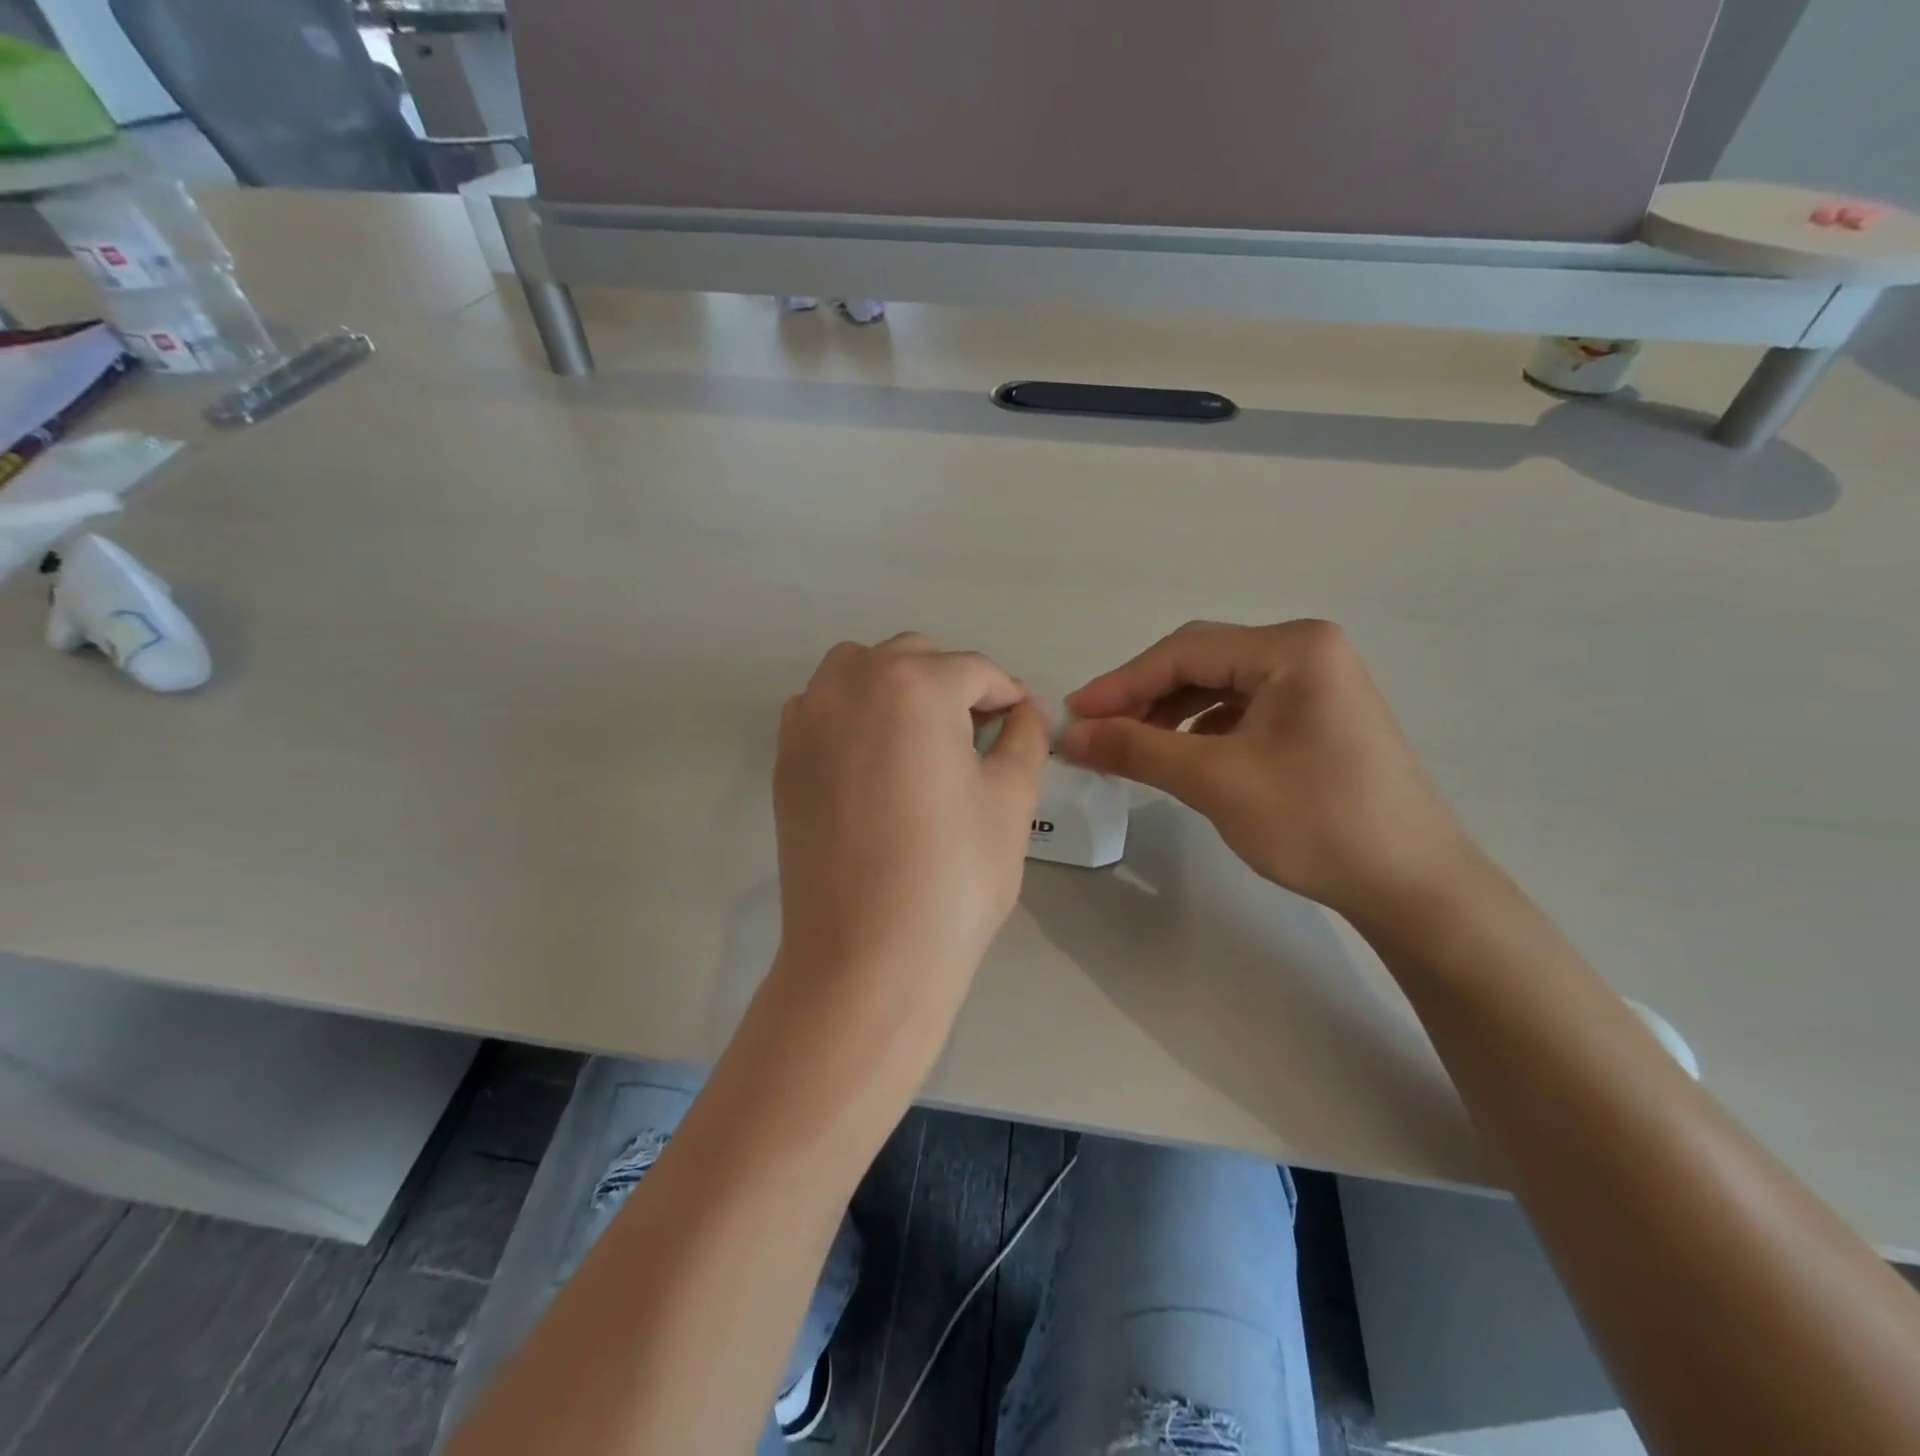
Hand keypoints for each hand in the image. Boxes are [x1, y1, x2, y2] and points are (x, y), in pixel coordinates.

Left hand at [771, 633, 1048, 1034]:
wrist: (866, 954)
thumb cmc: (953, 874)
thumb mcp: (1011, 798)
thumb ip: (1025, 737)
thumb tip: (1025, 711)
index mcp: (913, 684)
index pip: (975, 670)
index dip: (1009, 695)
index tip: (1025, 724)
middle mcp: (851, 682)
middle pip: (916, 658)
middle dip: (955, 684)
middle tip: (982, 735)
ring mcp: (808, 718)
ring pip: (861, 671)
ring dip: (900, 688)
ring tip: (927, 740)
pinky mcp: (785, 757)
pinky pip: (825, 706)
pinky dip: (857, 713)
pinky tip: (878, 761)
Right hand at [1059, 620, 1470, 920]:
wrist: (1411, 886)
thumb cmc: (1316, 822)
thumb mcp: (1216, 780)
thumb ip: (1136, 748)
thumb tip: (1068, 735)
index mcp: (1293, 648)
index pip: (1184, 652)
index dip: (1120, 683)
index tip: (1072, 715)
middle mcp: (1307, 651)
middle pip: (1201, 662)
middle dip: (1143, 696)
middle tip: (1095, 732)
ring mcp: (1316, 683)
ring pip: (1218, 686)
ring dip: (1168, 712)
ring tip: (1129, 746)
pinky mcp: (1315, 716)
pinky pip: (1241, 709)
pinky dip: (1200, 728)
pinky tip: (1179, 755)